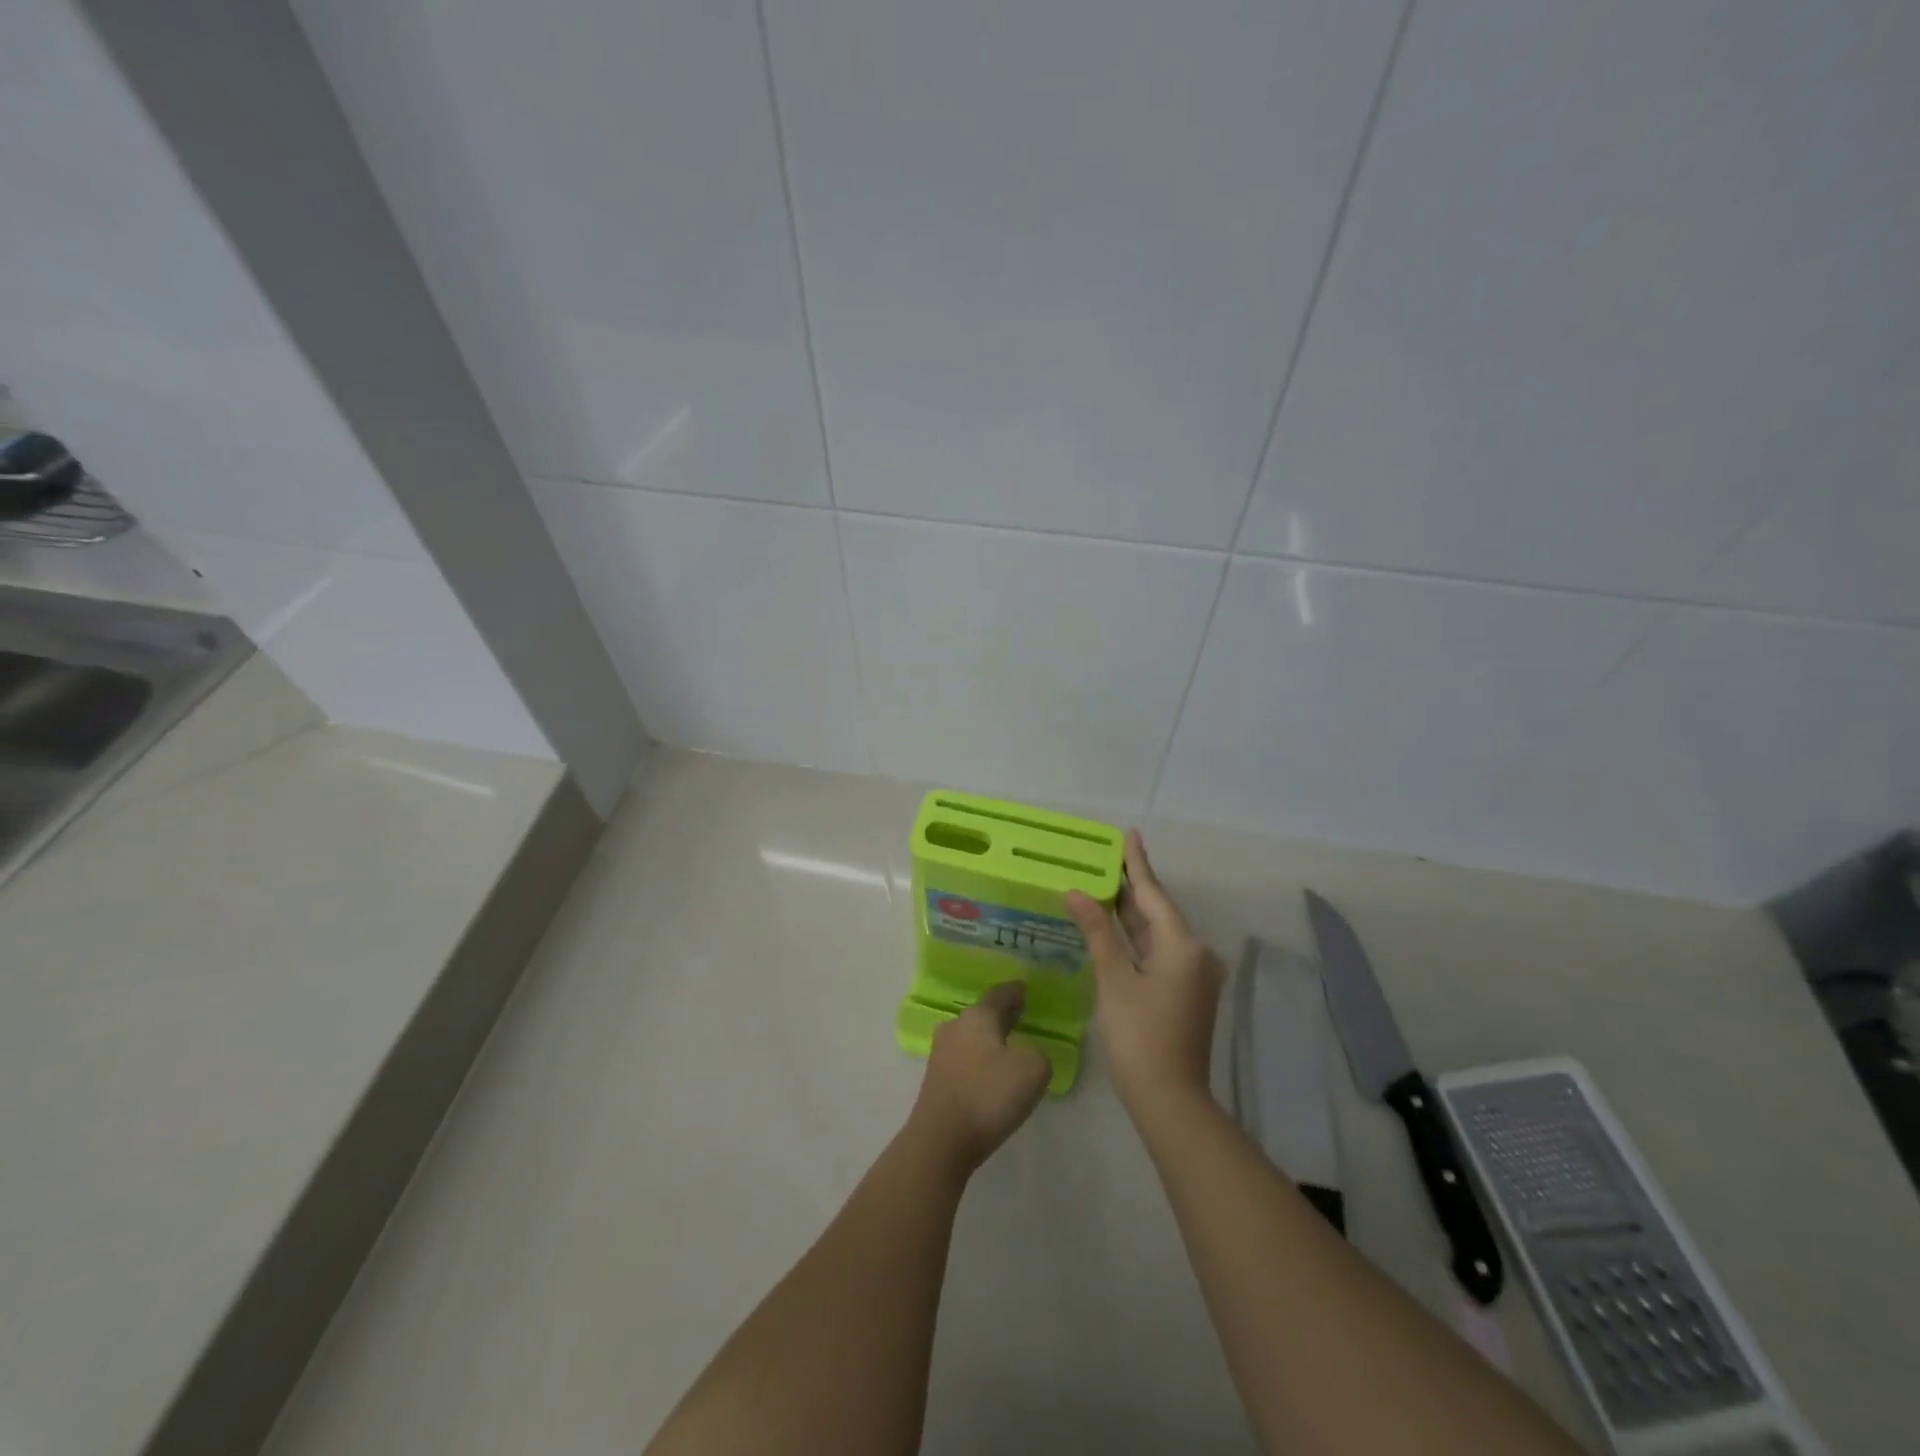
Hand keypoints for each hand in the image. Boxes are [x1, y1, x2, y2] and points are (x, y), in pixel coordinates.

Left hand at [908, 982, 1050, 1170]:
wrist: (941, 1139)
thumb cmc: (989, 1095)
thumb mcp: (1033, 1069)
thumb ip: (1037, 1053)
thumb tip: (1025, 1054)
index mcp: (977, 1016)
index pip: (999, 994)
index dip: (1015, 991)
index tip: (1024, 988)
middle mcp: (956, 1026)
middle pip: (983, 1013)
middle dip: (1002, 1014)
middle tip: (1020, 1013)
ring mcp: (941, 1052)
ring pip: (972, 1035)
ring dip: (990, 1037)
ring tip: (1009, 1044)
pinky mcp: (936, 1078)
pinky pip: (964, 1058)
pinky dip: (980, 1058)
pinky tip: (990, 1072)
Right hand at [1065, 831, 1224, 1113]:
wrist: (1170, 1100)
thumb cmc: (1139, 1036)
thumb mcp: (1114, 979)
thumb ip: (1097, 932)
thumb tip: (1077, 893)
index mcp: (1184, 946)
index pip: (1153, 894)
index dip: (1137, 864)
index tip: (1130, 834)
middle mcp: (1196, 954)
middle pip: (1158, 912)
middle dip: (1131, 887)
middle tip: (1107, 858)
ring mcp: (1193, 975)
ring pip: (1157, 933)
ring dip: (1131, 913)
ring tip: (1105, 885)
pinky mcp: (1185, 992)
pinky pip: (1158, 952)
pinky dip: (1135, 938)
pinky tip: (1114, 927)